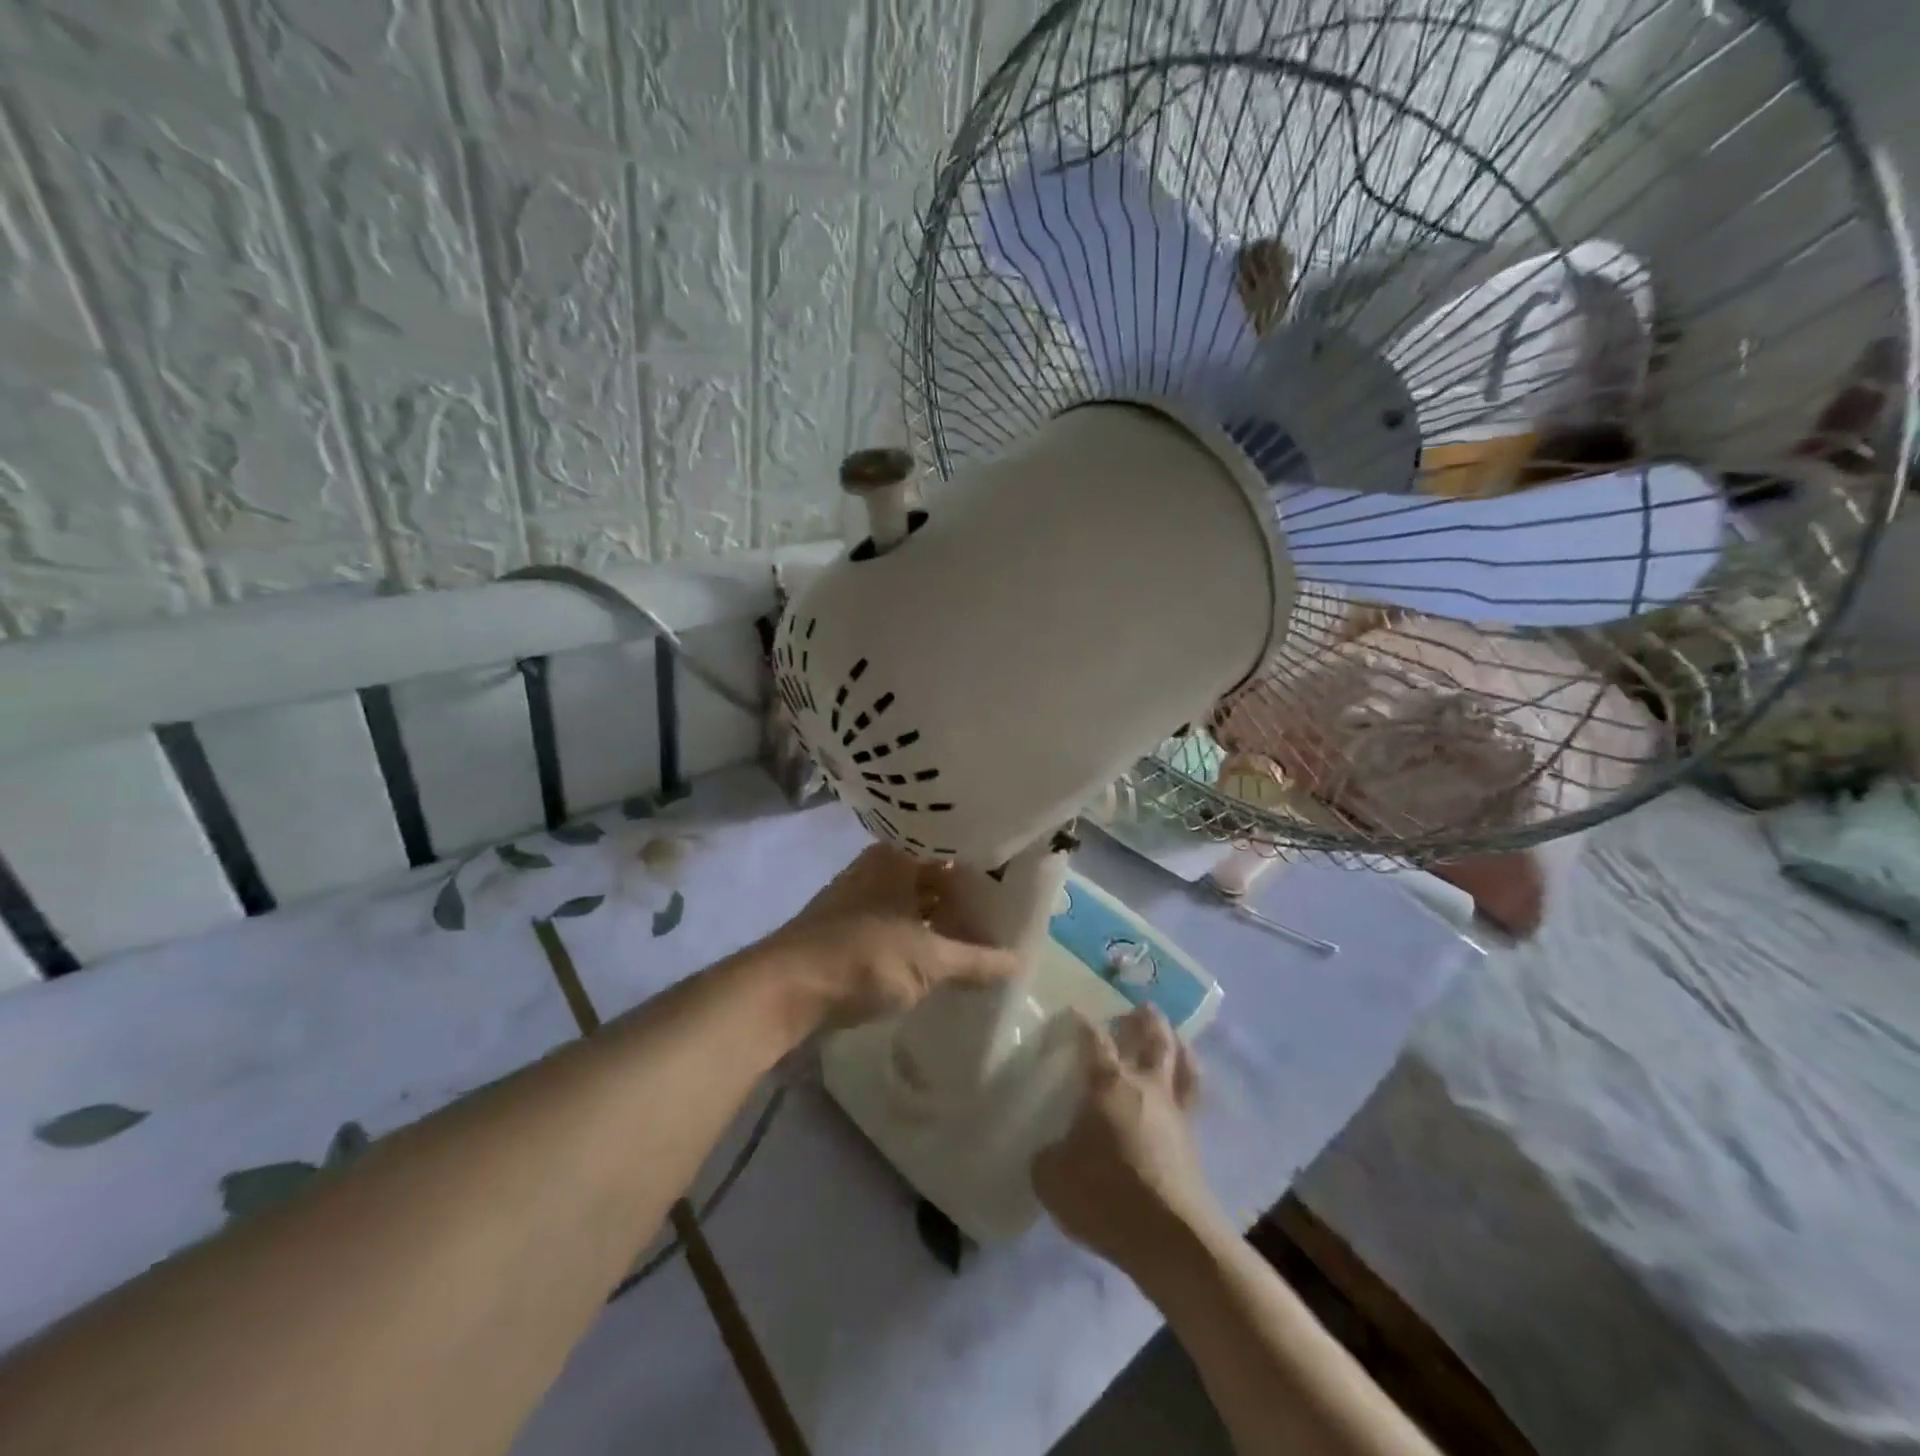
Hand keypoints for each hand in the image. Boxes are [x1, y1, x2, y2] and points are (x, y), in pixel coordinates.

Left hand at [762, 845, 1019, 1030]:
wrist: (784, 988)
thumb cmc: (863, 957)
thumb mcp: (929, 960)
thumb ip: (977, 961)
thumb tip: (1020, 963)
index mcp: (899, 856)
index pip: (952, 844)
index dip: (985, 860)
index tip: (1016, 875)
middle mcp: (879, 866)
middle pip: (935, 873)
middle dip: (968, 895)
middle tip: (1005, 912)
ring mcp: (861, 895)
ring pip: (916, 899)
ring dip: (944, 917)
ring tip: (981, 937)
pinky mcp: (849, 925)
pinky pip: (899, 920)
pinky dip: (923, 934)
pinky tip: (942, 955)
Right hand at [1033, 1005, 1224, 1273]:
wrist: (1172, 1239)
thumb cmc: (1107, 1195)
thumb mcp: (1053, 1177)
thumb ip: (1048, 1154)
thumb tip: (1051, 1148)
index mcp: (1108, 1084)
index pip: (1094, 1040)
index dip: (1082, 1022)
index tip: (1074, 1010)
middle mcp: (1145, 1086)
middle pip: (1153, 1039)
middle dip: (1146, 1020)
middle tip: (1141, 1007)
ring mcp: (1175, 1113)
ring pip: (1182, 1064)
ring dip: (1177, 1043)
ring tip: (1173, 1035)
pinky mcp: (1193, 1142)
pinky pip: (1192, 1098)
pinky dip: (1189, 1081)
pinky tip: (1182, 1088)